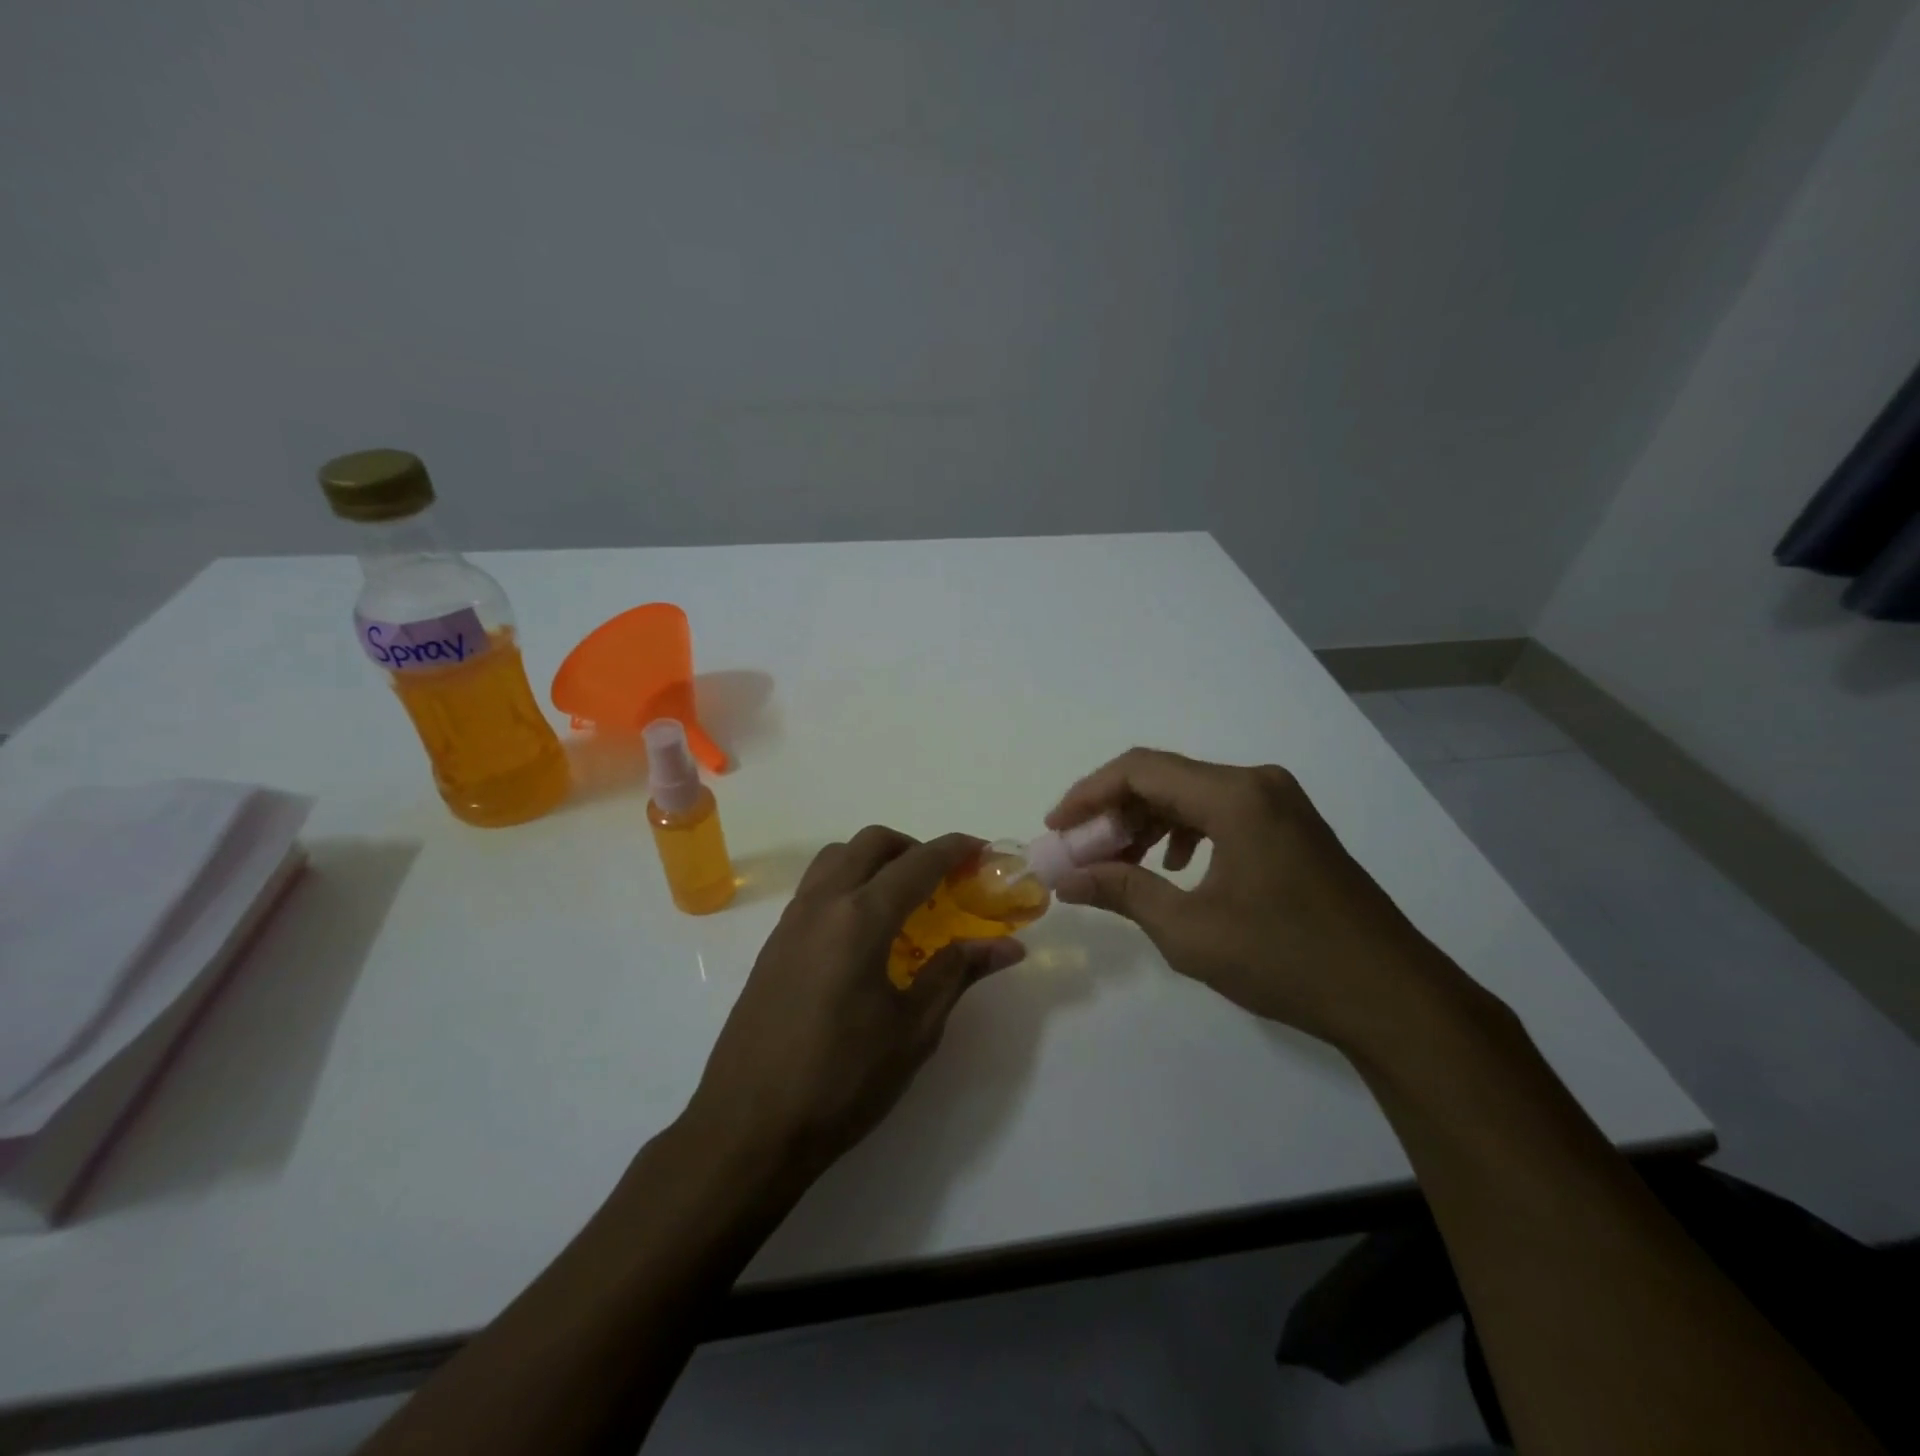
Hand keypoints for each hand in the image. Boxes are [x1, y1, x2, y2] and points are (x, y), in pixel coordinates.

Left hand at [682, 826, 1024, 1183]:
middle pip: (871, 843)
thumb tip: (1007, 946)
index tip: (982, 850)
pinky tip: (864, 931)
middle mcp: (822, 904)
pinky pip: (816, 887)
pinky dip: (848, 882)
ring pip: (836, 858)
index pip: (917, 862)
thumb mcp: (913, 1030)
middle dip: (912, 847)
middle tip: (943, 878)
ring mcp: (791, 921)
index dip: (954, 849)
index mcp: (860, 918)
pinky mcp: (774, 943)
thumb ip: (957, 973)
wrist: (748, 1128)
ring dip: (874, 859)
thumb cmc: (842, 1080)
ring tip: (903, 898)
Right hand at [1047, 749, 1467, 1051]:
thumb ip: (1122, 891)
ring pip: (1191, 794)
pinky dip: (1184, 832)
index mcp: (1234, 796)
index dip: (1088, 794)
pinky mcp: (1292, 826)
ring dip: (1147, 823)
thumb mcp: (1189, 930)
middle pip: (1164, 778)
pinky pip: (1221, 812)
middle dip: (1114, 812)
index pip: (1139, 770)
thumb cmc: (1285, 959)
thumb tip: (1067, 879)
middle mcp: (1257, 783)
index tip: (1056, 828)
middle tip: (1081, 852)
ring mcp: (1280, 803)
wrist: (1392, 997)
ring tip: (1117, 863)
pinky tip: (1174, 867)